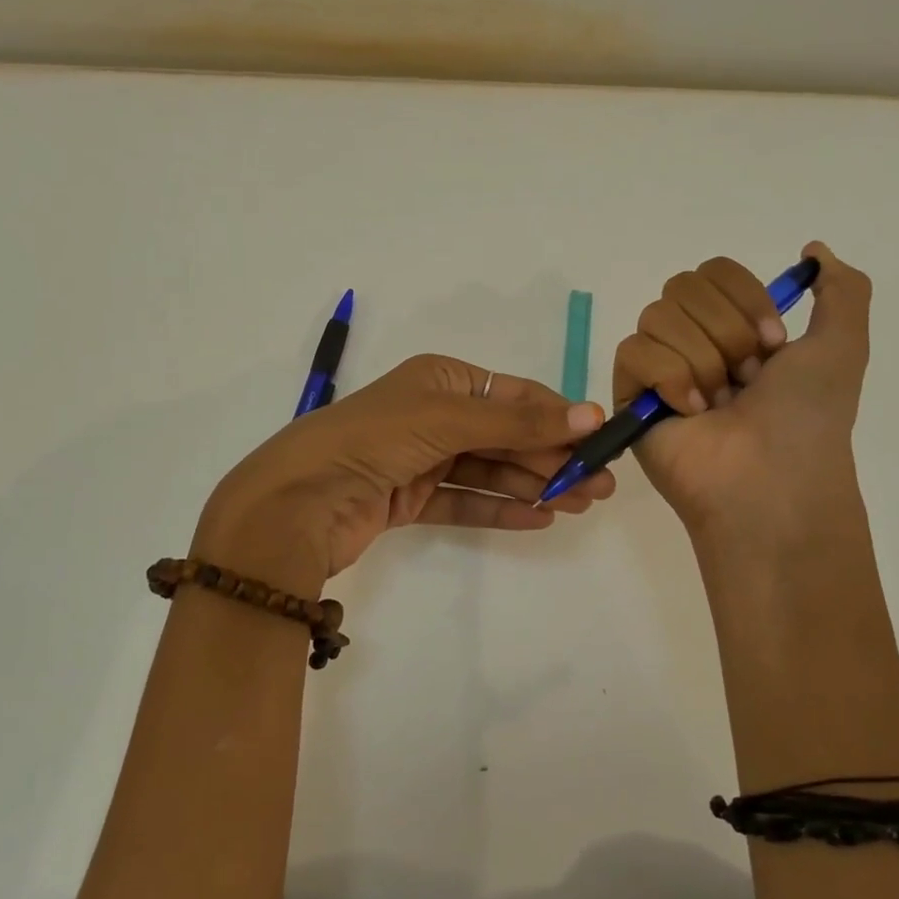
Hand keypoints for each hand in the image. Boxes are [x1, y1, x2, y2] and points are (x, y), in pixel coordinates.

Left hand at [194, 355, 614, 596]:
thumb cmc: (375, 439)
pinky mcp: (409, 499)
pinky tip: (539, 518)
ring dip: (534, 485)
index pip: (512, 396)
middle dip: (552, 457)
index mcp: (440, 380)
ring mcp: (420, 459)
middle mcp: (432, 415)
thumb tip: (591, 415)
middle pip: (505, 436)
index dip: (557, 417)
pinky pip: (465, 502)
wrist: (298, 500)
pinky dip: (500, 509)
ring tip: (580, 504)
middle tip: (600, 485)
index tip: (600, 441)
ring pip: (489, 471)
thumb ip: (519, 424)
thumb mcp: (449, 419)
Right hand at [612, 244, 871, 537]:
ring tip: (717, 404)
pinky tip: (689, 412)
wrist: (771, 480)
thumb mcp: (842, 346)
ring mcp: (658, 369)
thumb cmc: (807, 418)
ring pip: (657, 316)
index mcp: (737, 329)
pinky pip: (633, 352)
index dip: (744, 299)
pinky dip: (669, 378)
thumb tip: (813, 248)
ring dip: (701, 360)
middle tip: (746, 379)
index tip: (775, 345)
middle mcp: (694, 342)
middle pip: (682, 287)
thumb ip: (842, 289)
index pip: (714, 272)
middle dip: (726, 331)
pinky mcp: (629, 395)